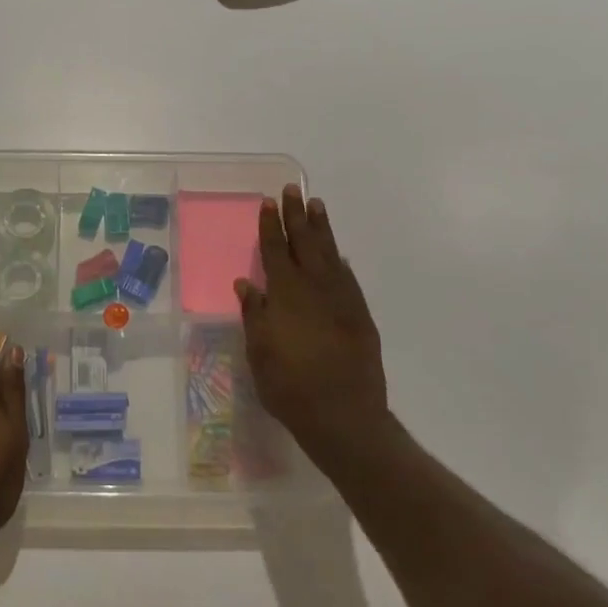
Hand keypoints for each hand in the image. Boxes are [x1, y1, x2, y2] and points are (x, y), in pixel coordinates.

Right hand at [236, 186, 390, 470]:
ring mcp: (342, 300)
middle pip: (305, 243)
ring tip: (317, 206)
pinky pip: (349, 278)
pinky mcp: (360, 316)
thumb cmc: (290, 387)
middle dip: (298, 215)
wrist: (343, 416)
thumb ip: (254, 314)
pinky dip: (341, 262)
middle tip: (294, 190)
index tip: (268, 202)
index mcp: (285, 294)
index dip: (271, 226)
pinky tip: (339, 255)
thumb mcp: (259, 352)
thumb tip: (247, 283)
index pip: (275, 250)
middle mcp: (315, 288)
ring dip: (322, 229)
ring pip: (330, 254)